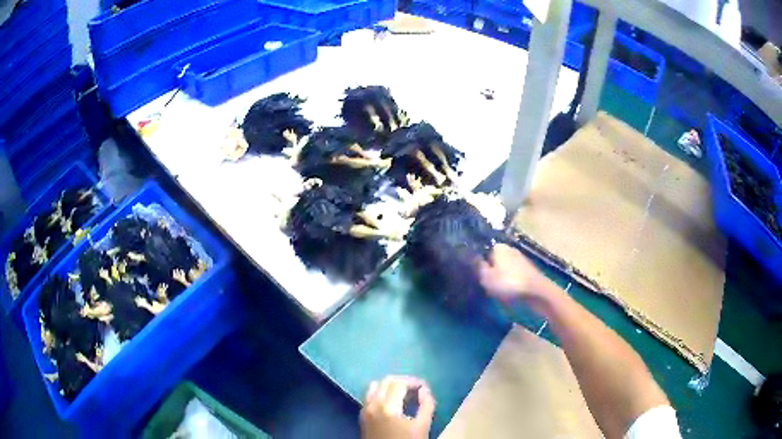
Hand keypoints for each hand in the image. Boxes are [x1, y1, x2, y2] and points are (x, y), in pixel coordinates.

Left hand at [360, 376, 435, 438]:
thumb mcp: (423, 426)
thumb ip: (427, 405)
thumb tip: (424, 390)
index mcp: (388, 406)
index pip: (399, 383)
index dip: (413, 381)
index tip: (424, 387)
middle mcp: (372, 404)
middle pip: (385, 381)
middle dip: (402, 381)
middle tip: (416, 389)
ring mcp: (364, 410)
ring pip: (374, 386)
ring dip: (389, 386)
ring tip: (404, 394)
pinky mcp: (362, 416)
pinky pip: (369, 396)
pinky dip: (380, 393)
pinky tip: (392, 403)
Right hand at [477, 243, 548, 301]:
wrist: (536, 291)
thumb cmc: (509, 283)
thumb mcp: (486, 277)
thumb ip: (478, 267)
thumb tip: (474, 259)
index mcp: (498, 247)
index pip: (483, 252)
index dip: (479, 265)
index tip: (477, 277)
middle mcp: (510, 248)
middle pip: (494, 260)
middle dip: (491, 271)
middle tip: (487, 286)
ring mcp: (520, 258)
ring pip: (504, 268)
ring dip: (501, 278)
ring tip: (498, 291)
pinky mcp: (528, 269)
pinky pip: (513, 275)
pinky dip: (510, 282)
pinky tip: (509, 292)